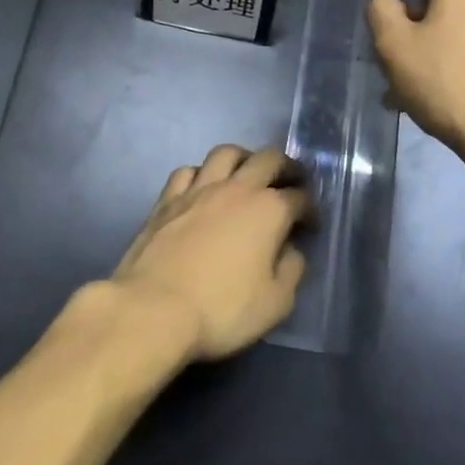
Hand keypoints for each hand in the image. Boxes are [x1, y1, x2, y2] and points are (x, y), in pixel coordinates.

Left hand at [111, 146, 312, 361]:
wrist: (153, 309)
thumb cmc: (221, 310)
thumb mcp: (275, 303)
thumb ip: (292, 271)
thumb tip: (291, 250)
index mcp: (269, 210)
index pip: (300, 197)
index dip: (310, 209)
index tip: (311, 224)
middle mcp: (237, 188)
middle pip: (268, 159)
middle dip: (286, 166)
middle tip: (291, 180)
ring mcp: (199, 189)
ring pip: (226, 153)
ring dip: (243, 158)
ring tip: (247, 172)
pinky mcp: (168, 199)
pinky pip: (188, 171)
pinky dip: (201, 174)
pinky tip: (202, 187)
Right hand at [366, 0, 464, 159]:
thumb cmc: (445, 82)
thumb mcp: (392, 45)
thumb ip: (381, 12)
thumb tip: (390, 4)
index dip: (405, 1)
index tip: (395, 32)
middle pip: (450, 2)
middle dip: (427, 27)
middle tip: (407, 64)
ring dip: (449, 47)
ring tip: (429, 88)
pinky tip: (459, 95)